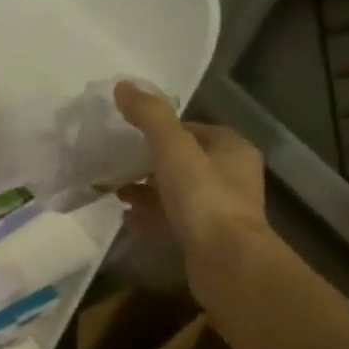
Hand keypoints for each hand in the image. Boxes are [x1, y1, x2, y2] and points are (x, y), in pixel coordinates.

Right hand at [114, 81, 267, 300]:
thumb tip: (123, 85)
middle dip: (150, 163)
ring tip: (116, 192)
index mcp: (232, 148)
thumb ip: (150, 116)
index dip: (161, 130)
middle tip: (118, 166)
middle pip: (184, 161)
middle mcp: (233, 176)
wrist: (227, 263)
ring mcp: (222, 210)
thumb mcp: (173, 148)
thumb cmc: (204, 198)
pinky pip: (175, 219)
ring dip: (148, 191)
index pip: (193, 129)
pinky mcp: (209, 239)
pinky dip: (152, 216)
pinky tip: (128, 219)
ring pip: (178, 192)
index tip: (130, 136)